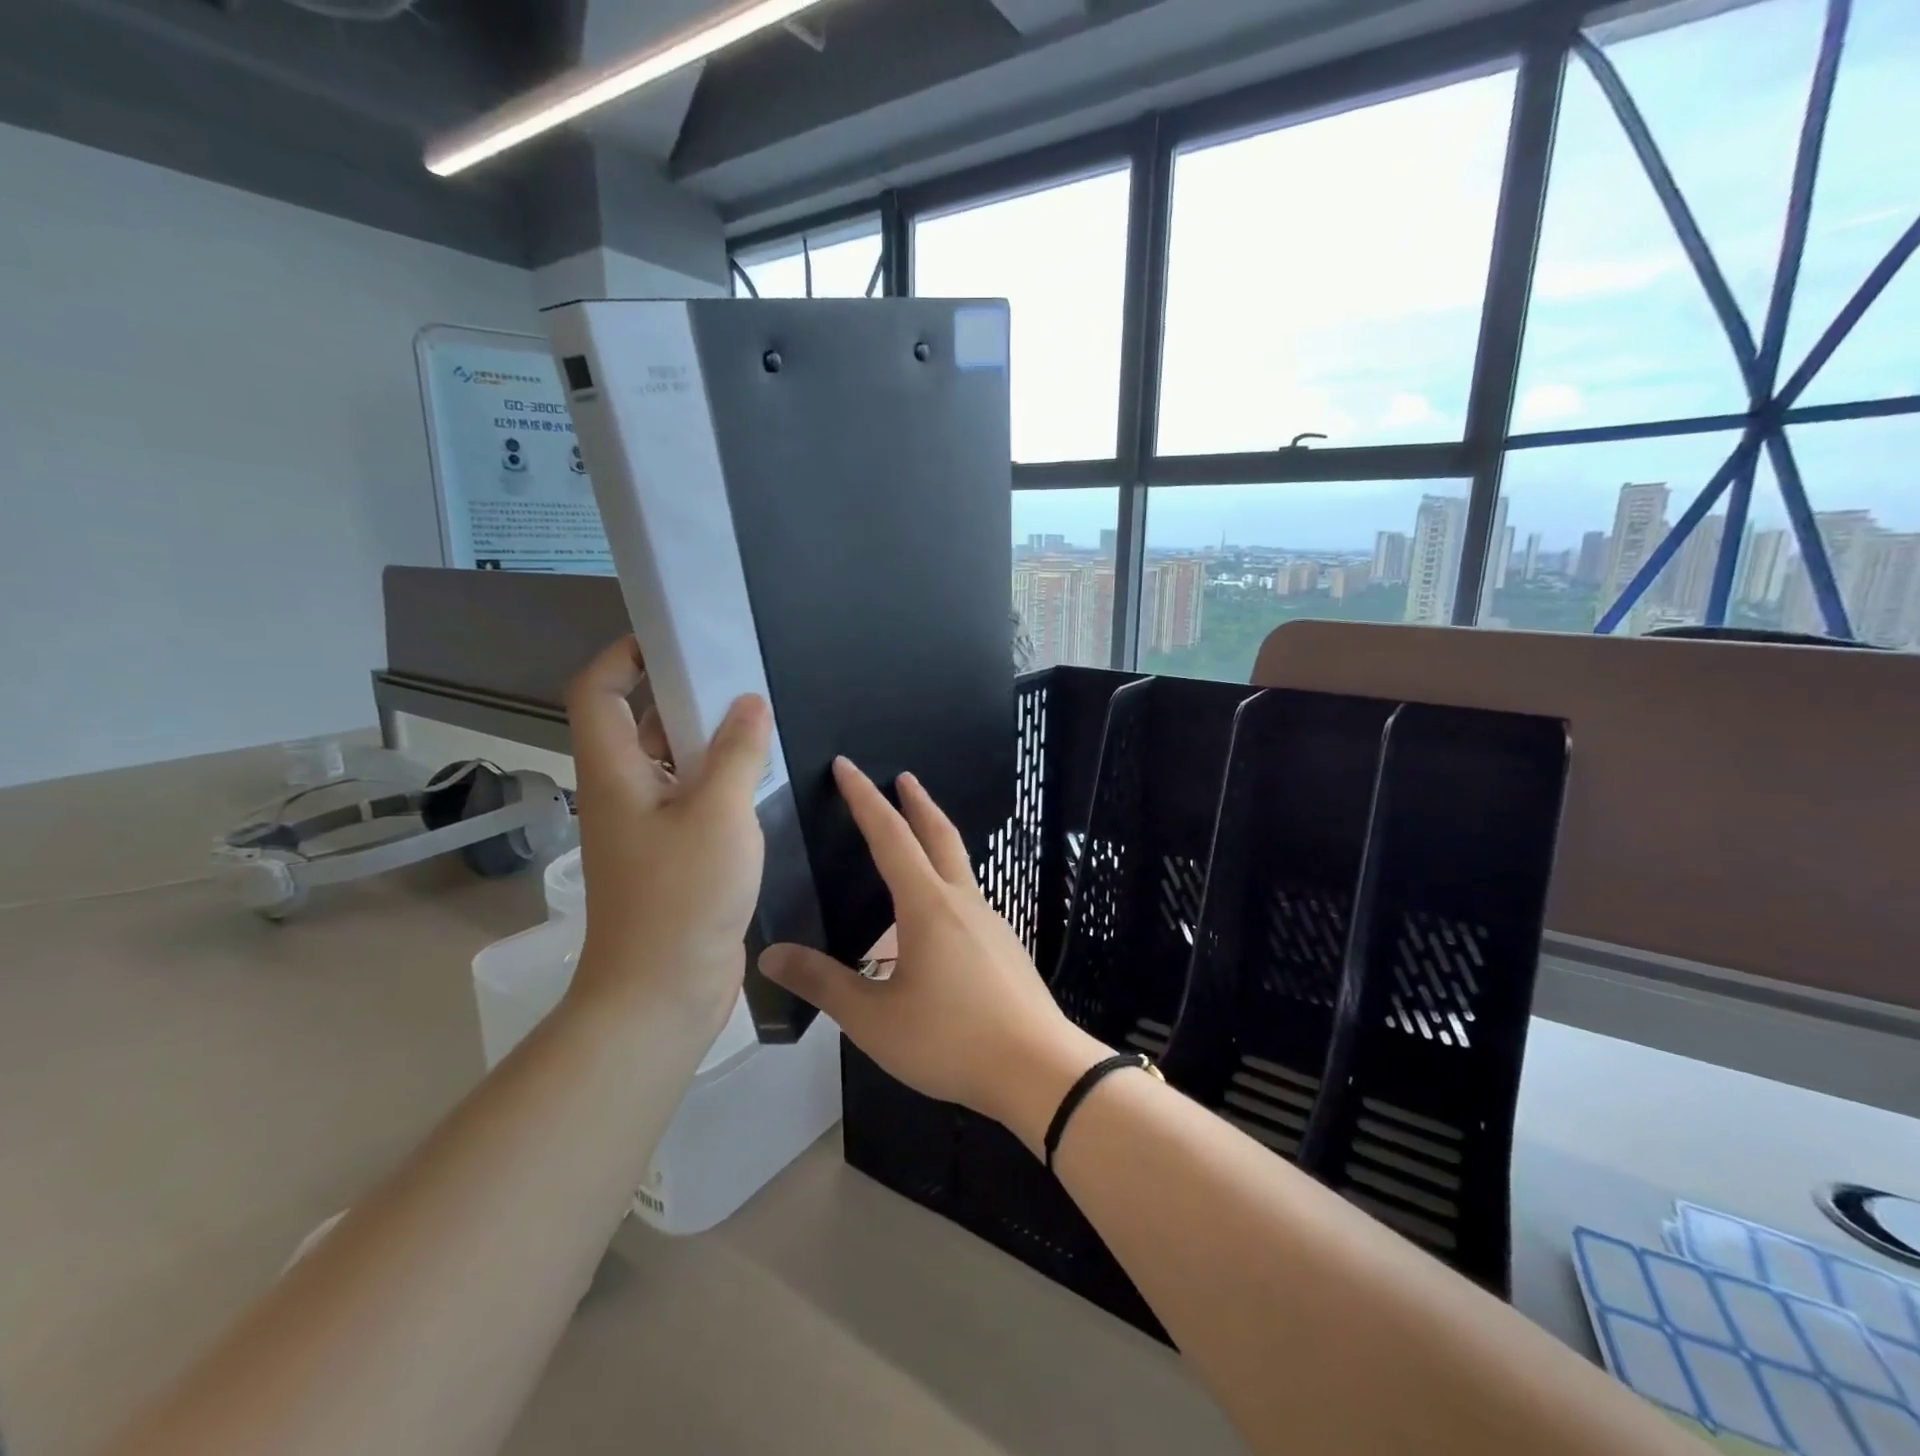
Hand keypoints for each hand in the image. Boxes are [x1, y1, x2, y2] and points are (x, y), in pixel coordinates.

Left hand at [563, 637, 771, 1038]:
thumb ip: (737, 752)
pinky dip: (718, 778)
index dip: (626, 655)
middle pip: (638, 721)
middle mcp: (622, 791)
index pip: (599, 691)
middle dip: (681, 693)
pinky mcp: (671, 853)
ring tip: (757, 719)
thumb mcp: (719, 813)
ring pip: (669, 761)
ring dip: (705, 738)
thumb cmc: (682, 896)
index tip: (676, 640)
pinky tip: (759, 775)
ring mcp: (646, 826)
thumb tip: (750, 702)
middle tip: (736, 676)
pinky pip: (690, 796)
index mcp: (614, 771)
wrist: (661, 992)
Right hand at [759, 758, 1108, 1152]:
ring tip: (916, 839)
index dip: (864, 799)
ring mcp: (991, 922)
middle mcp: (962, 901)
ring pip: (959, 865)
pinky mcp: (1005, 946)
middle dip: (917, 802)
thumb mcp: (874, 1019)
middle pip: (939, 835)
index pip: (890, 836)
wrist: (1039, 1068)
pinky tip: (937, 915)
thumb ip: (823, 984)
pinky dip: (947, 881)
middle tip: (903, 777)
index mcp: (927, 906)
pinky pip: (968, 898)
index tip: (847, 766)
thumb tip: (772, 955)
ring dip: (936, 839)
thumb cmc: (951, 1039)